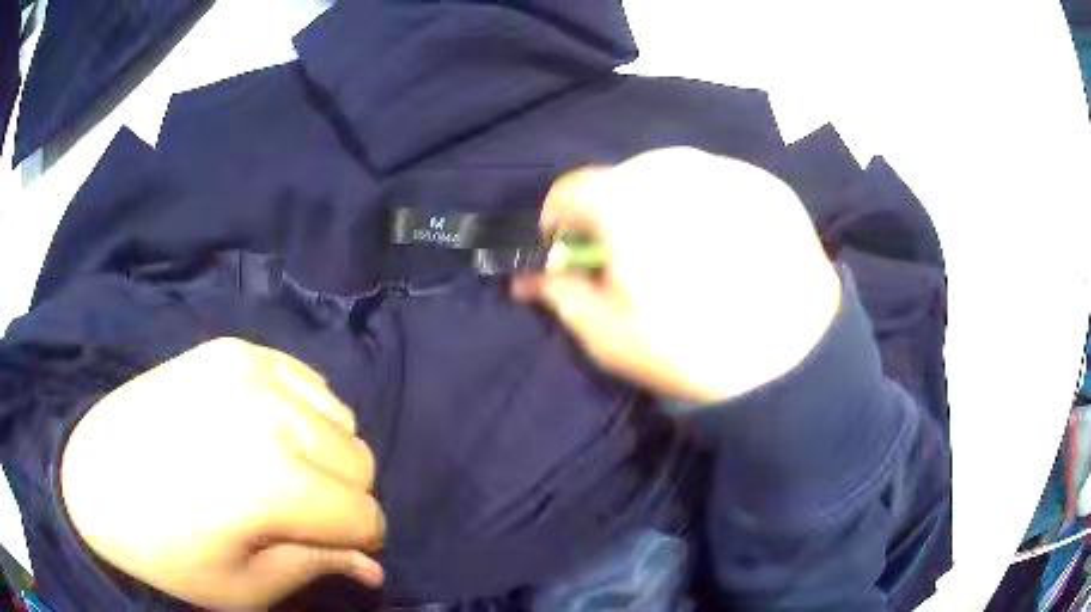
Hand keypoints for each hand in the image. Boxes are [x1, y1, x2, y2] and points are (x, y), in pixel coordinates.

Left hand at [60, 338, 385, 609]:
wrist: (95, 478)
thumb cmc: (167, 551)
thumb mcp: (244, 587)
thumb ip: (315, 567)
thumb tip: (372, 567)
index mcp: (274, 484)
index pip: (365, 516)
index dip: (359, 542)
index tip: (333, 550)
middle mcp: (271, 414)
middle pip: (360, 461)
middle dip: (345, 499)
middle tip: (302, 516)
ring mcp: (250, 370)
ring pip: (341, 417)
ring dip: (326, 454)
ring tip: (282, 471)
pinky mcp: (232, 349)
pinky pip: (306, 378)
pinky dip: (304, 411)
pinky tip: (268, 430)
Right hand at [514, 148, 840, 403]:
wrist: (797, 359)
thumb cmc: (692, 350)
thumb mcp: (609, 336)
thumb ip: (561, 294)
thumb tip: (526, 277)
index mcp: (627, 199)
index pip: (569, 188)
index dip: (559, 221)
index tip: (570, 252)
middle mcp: (675, 167)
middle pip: (622, 178)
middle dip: (613, 214)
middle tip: (635, 261)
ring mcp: (728, 170)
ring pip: (673, 176)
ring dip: (664, 206)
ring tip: (689, 253)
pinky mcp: (768, 184)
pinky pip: (721, 184)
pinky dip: (711, 207)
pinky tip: (731, 248)